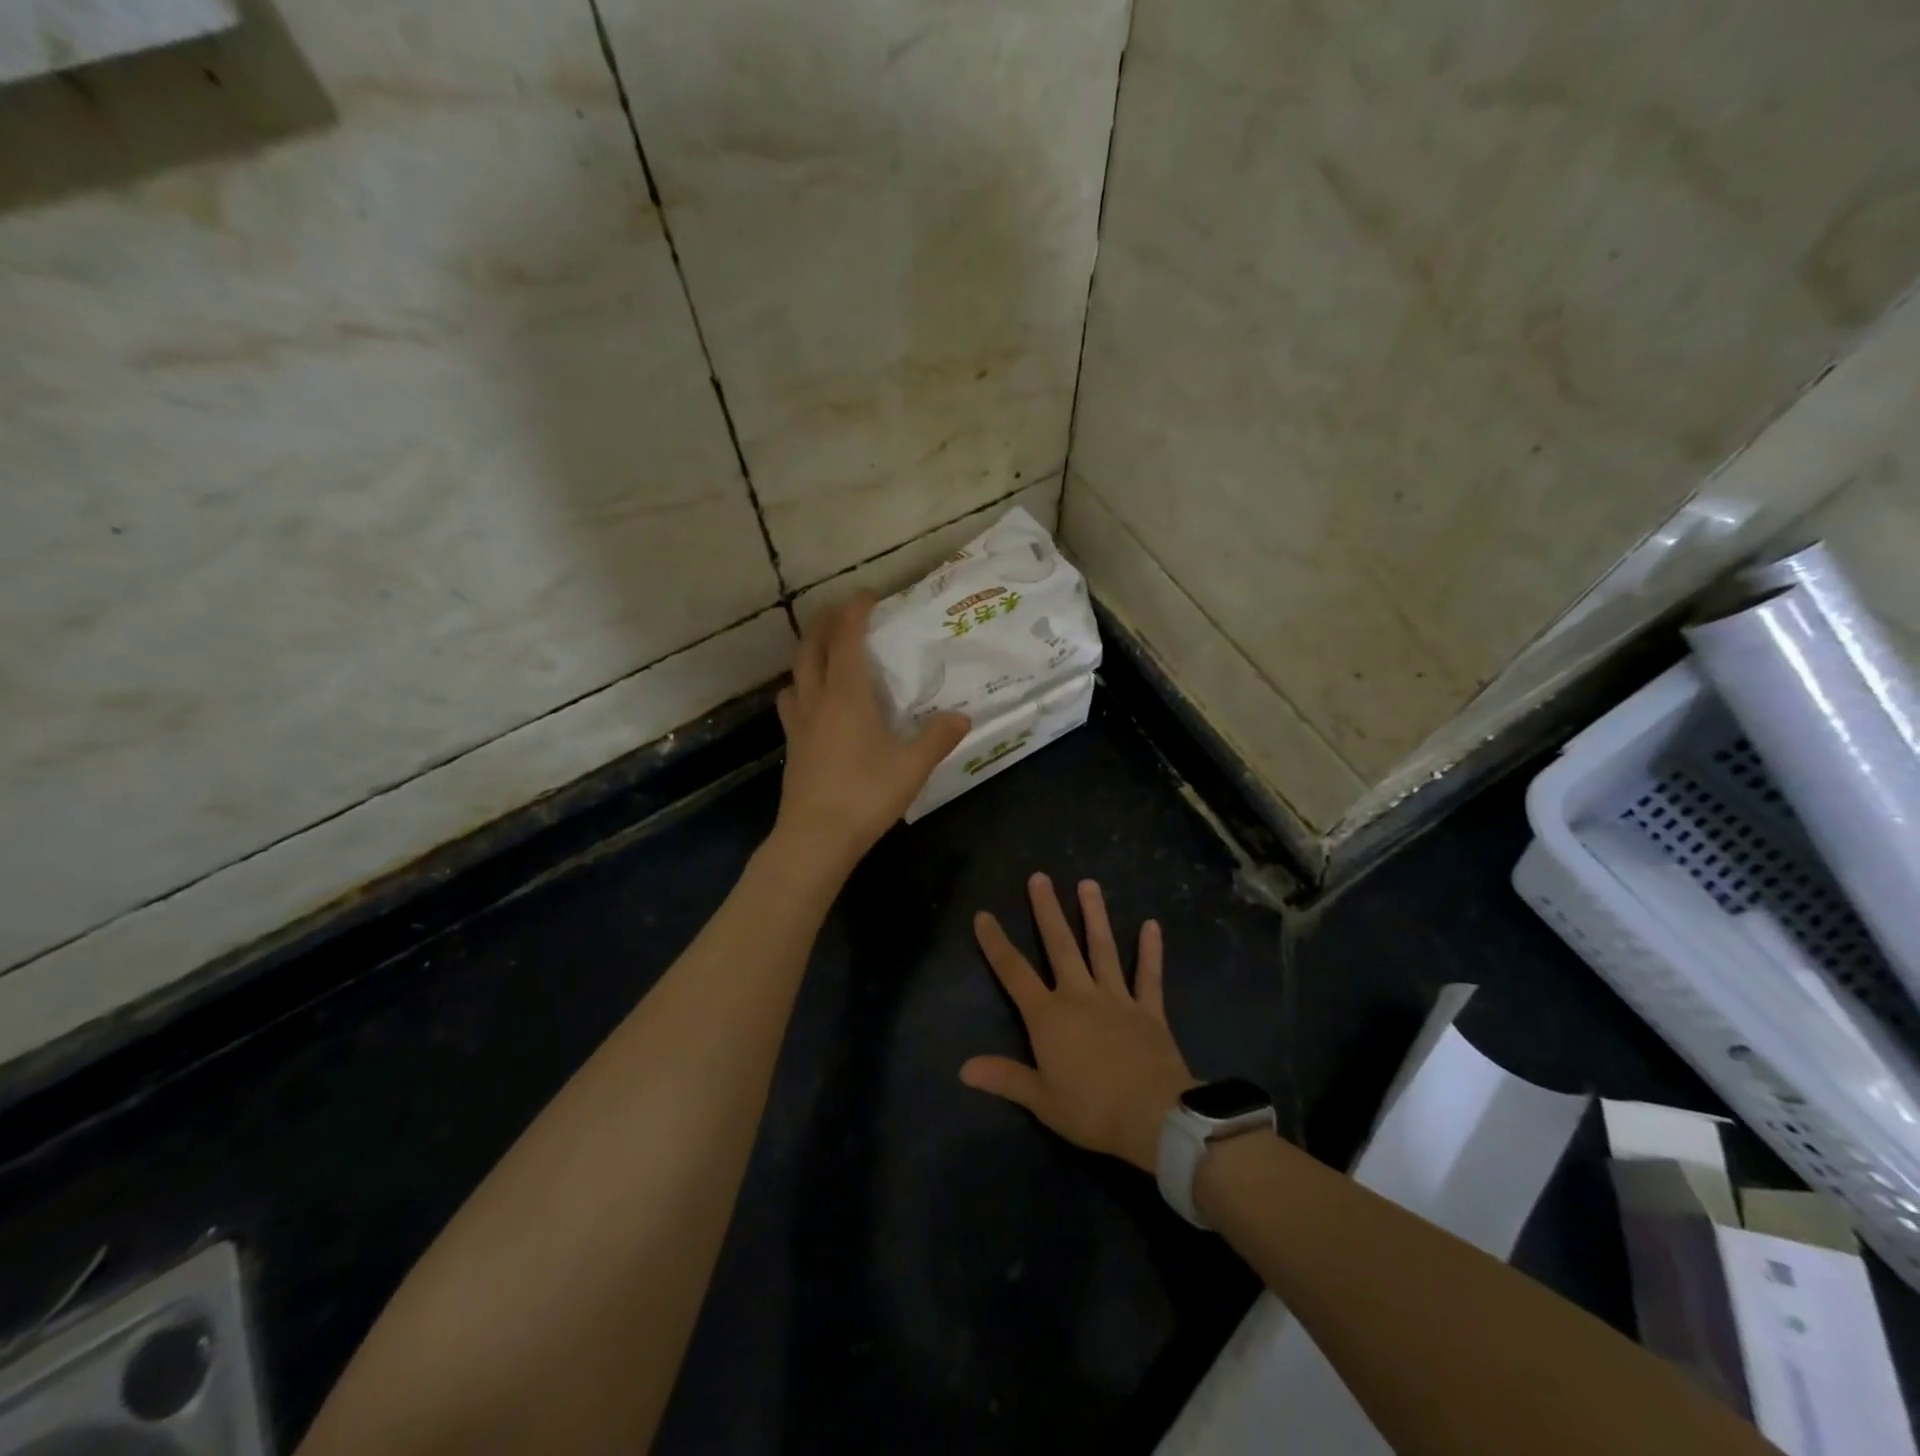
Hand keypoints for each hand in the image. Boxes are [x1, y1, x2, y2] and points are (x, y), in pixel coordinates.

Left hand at [773, 593, 969, 871]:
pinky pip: (792, 702)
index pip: (845, 638)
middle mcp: (817, 700)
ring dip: (808, 653)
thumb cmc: (865, 795)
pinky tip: (815, 703)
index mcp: (846, 695)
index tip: (868, 596)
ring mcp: (798, 723)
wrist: (815, 838)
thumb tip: (962, 717)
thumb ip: (937, 738)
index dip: (854, 611)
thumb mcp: (912, 767)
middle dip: (824, 622)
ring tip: (825, 653)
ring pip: (795, 674)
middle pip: (810, 647)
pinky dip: (801, 687)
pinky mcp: (792, 746)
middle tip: (842, 612)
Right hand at [962, 874, 1196, 1172]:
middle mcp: (1080, 996)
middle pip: (1060, 946)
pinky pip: (1149, 976)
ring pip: (1102, 949)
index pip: (1014, 972)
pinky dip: (1151, 951)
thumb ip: (1005, 1078)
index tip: (984, 915)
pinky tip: (1152, 925)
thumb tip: (963, 1068)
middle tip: (1040, 877)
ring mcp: (1117, 999)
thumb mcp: (1041, 1099)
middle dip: (1047, 911)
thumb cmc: (1091, 1110)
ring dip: (1095, 915)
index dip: (996, 944)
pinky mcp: (1149, 1010)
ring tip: (1088, 884)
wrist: (1153, 1117)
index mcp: (1049, 1016)